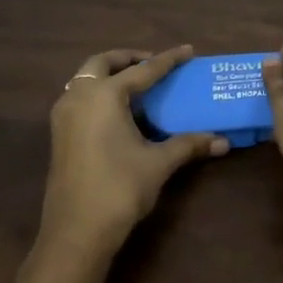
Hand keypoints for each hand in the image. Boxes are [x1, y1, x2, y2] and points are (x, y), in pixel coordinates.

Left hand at [41, 45, 228, 265]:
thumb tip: (222, 141)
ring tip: (138, 86)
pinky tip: (120, 112)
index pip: (143, 70)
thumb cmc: (119, 188)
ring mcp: (64, 116)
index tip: (187, 51)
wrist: (76, 231)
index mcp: (104, 96)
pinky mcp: (59, 134)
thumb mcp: (158, 163)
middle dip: (129, 59)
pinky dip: (99, 93)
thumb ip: (188, 144)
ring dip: (110, 75)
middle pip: (102, 63)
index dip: (168, 60)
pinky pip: (80, 98)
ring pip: (85, 80)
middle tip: (153, 65)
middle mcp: (79, 97)